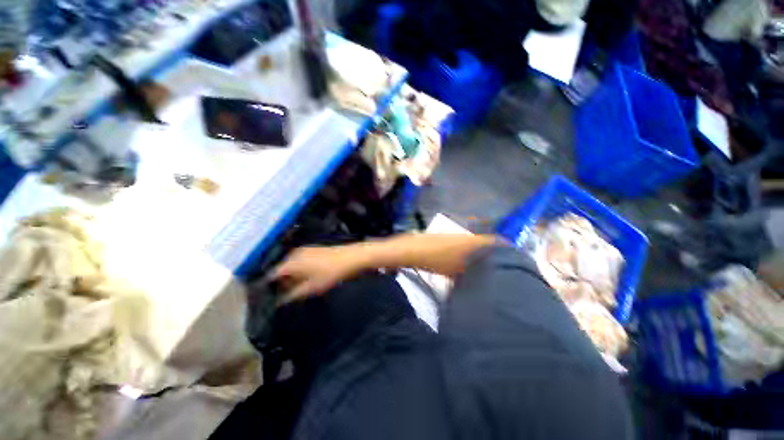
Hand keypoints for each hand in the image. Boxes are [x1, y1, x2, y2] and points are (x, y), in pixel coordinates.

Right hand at [268, 246, 364, 302]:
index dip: (268, 287)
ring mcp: (304, 249)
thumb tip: (279, 302)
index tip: (268, 298)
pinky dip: (298, 270)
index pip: (271, 275)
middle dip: (280, 283)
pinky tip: (305, 278)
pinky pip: (299, 261)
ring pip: (290, 265)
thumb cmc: (330, 273)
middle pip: (280, 269)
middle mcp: (293, 253)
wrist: (351, 257)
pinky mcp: (313, 249)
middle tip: (283, 296)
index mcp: (290, 263)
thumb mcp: (311, 288)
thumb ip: (292, 295)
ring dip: (290, 277)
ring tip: (295, 289)